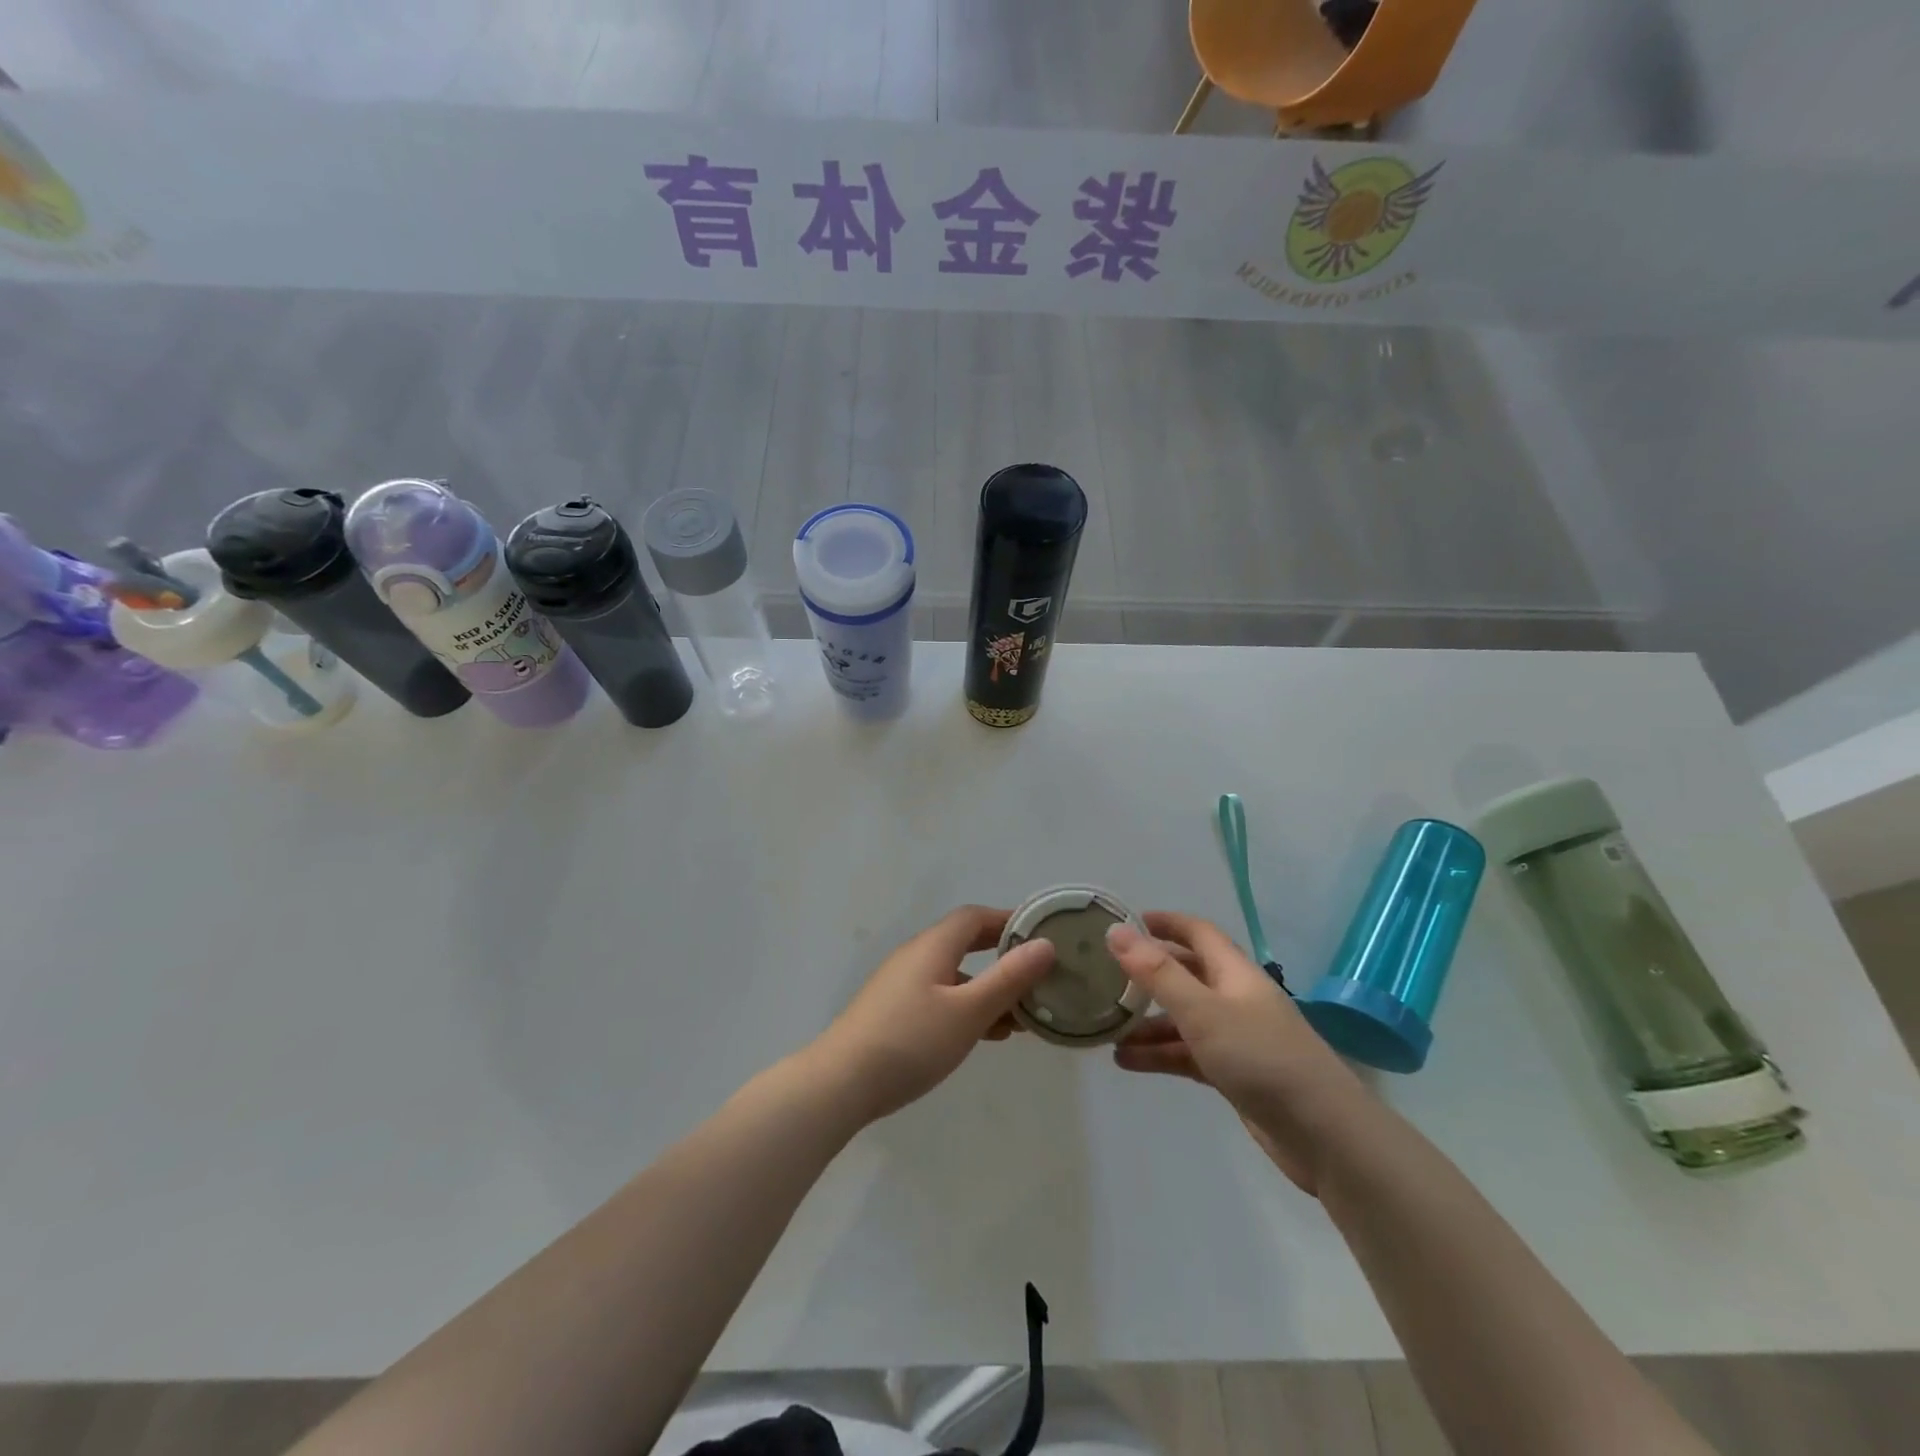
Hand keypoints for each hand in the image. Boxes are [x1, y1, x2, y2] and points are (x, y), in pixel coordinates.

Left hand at [809, 906, 1056, 1123]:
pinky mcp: (894, 1011)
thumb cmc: (911, 1041)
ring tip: (1022, 1015)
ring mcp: (902, 984)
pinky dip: (968, 1007)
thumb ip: (1008, 978)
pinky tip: (986, 1034)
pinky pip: (941, 997)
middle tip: (1037, 973)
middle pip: (965, 943)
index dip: (1008, 921)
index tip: (1041, 935)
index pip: (975, 917)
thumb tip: (1045, 945)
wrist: (841, 1083)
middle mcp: (916, 956)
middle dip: (1002, 956)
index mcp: (933, 946)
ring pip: (955, 975)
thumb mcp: (968, 1011)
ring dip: (988, 988)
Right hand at [1106, 912, 1371, 1194]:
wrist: (1324, 1135)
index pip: (1197, 933)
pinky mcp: (1235, 1074)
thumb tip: (1115, 931)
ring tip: (1106, 1031)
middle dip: (1149, 975)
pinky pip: (1189, 1054)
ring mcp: (1237, 1038)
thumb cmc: (1261, 1058)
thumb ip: (1157, 973)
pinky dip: (1161, 1055)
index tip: (1126, 922)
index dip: (1165, 923)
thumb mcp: (1202, 1011)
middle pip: (1187, 975)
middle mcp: (1235, 998)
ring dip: (1148, 1023)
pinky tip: (1128, 1062)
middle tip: (1106, 976)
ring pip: (1183, 1020)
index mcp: (1234, 973)